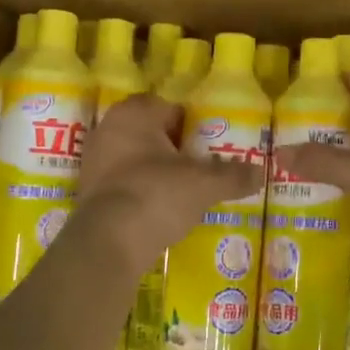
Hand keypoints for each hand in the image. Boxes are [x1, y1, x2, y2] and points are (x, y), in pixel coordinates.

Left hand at [75, 94, 262, 267]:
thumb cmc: (156, 194)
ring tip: (183, 192)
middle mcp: (108, 129)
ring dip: (156, 171)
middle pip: (151, 133)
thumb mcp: (205, 184)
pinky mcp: (87, 192)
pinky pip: (122, 183)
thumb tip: (261, 172)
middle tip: (200, 168)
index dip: (192, 124)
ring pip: (135, 158)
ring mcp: (94, 161)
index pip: (169, 107)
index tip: (209, 145)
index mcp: (134, 113)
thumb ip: (233, 175)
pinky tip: (159, 211)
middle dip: (174, 149)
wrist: (108, 242)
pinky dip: (140, 192)